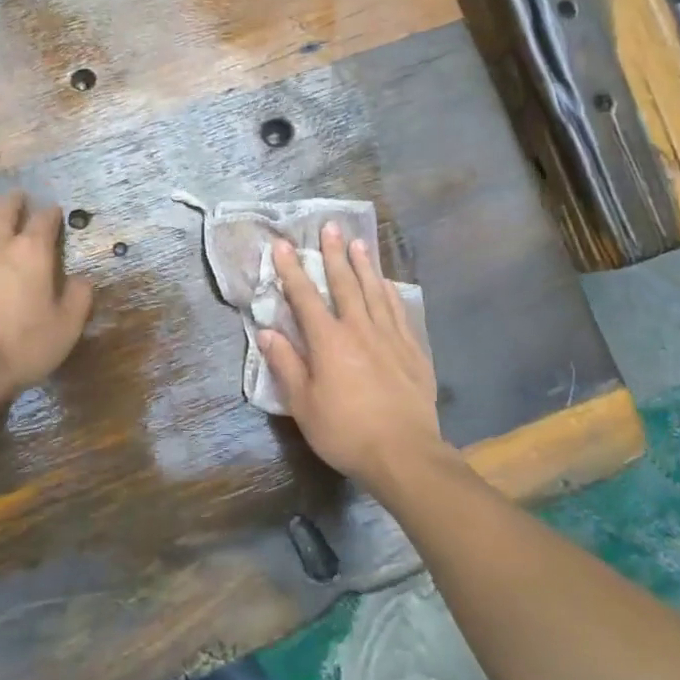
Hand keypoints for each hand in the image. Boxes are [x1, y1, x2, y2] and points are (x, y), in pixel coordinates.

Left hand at [0, 192, 93, 405]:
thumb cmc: (21, 346)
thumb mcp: (66, 328)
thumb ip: (78, 298)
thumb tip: (82, 280)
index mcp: (32, 253)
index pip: (44, 221)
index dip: (52, 214)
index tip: (55, 211)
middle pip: (5, 212)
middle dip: (14, 202)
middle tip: (18, 195)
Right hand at [257, 223, 445, 490]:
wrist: (404, 453)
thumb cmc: (345, 431)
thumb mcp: (303, 405)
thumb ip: (286, 365)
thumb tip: (266, 333)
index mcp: (329, 341)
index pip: (306, 297)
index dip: (293, 270)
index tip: (284, 245)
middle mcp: (359, 329)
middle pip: (345, 283)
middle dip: (334, 254)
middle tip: (330, 226)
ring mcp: (390, 337)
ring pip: (375, 291)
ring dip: (365, 265)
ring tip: (359, 243)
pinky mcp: (413, 350)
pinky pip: (399, 311)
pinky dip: (390, 293)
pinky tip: (388, 284)